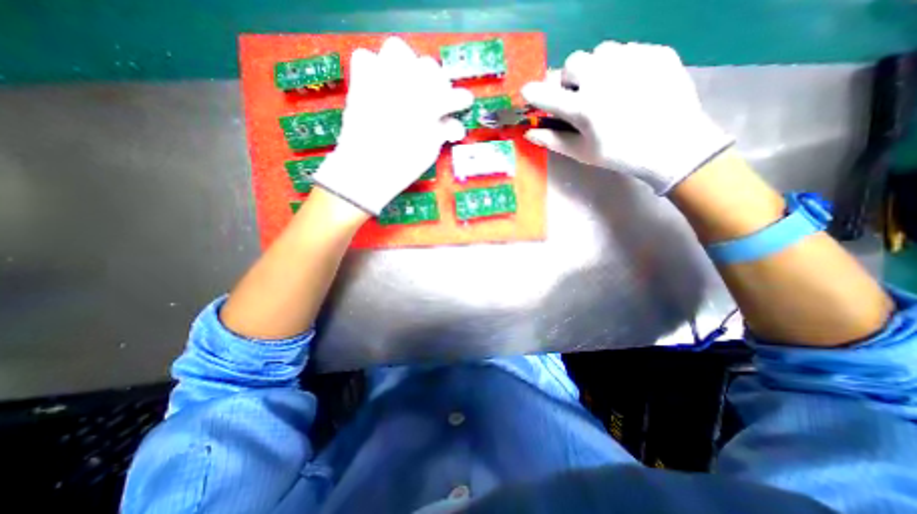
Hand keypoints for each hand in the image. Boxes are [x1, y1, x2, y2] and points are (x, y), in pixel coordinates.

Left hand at [314, 39, 471, 213]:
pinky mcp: (360, 83)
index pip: (452, 95)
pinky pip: (366, 58)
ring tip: (409, 84)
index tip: (464, 102)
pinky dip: (375, 67)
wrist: (365, 170)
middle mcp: (406, 85)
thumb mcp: (429, 151)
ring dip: (407, 65)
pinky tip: (381, 84)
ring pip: (397, 50)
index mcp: (427, 106)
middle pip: (429, 66)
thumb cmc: (402, 166)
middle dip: (436, 82)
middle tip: (436, 98)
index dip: (461, 99)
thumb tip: (454, 125)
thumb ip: (442, 131)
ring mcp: (380, 80)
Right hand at [523, 41, 730, 194]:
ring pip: (599, 52)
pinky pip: (627, 49)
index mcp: (582, 107)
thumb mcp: (582, 152)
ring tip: (606, 88)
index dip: (532, 93)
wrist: (673, 145)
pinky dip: (620, 65)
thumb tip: (528, 133)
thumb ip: (552, 140)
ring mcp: (631, 60)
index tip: (528, 93)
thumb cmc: (620, 154)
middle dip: (569, 79)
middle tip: (579, 96)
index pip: (545, 94)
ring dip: (595, 68)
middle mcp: (602, 77)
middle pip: (572, 63)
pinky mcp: (654, 52)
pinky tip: (630, 84)